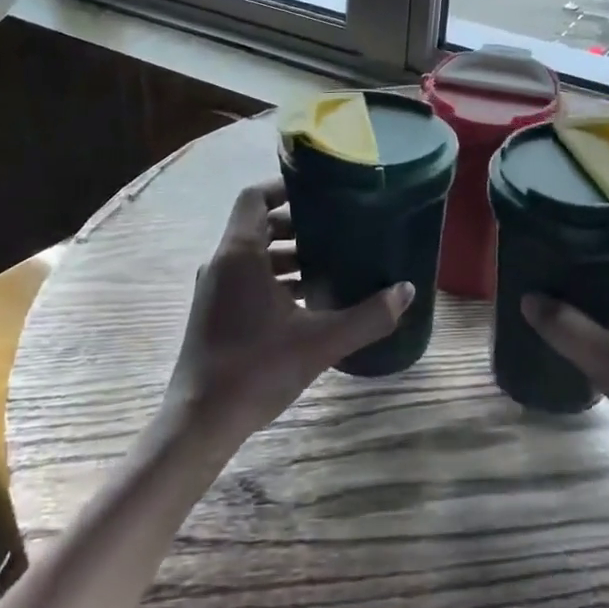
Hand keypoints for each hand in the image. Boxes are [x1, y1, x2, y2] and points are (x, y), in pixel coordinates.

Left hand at [165, 179, 412, 442]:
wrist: (201, 421)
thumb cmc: (256, 369)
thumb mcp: (321, 341)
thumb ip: (368, 316)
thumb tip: (407, 291)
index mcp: (240, 254)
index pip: (255, 197)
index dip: (284, 187)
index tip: (319, 193)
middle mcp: (222, 263)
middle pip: (259, 224)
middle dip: (297, 224)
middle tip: (337, 230)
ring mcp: (214, 289)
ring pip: (253, 254)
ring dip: (288, 254)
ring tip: (330, 265)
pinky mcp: (214, 312)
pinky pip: (247, 278)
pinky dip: (275, 278)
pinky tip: (308, 301)